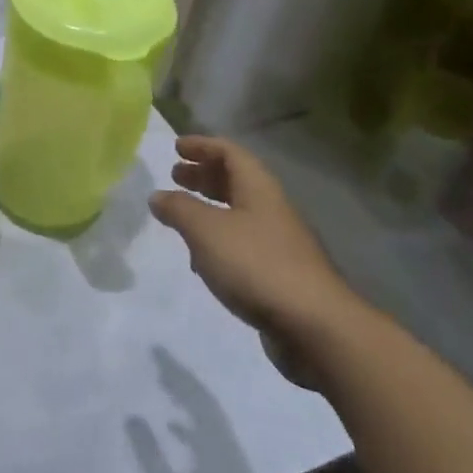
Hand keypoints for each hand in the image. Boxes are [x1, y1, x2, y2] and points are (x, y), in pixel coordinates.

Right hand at [151, 136, 361, 357]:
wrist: (315, 326)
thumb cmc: (256, 265)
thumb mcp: (206, 231)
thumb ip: (179, 209)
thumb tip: (158, 195)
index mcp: (259, 189)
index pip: (231, 153)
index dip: (203, 146)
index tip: (176, 147)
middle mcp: (271, 209)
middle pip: (236, 181)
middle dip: (204, 175)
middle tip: (175, 176)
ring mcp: (279, 243)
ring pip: (239, 214)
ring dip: (210, 209)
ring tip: (182, 216)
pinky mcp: (279, 274)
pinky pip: (243, 245)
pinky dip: (218, 241)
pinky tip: (202, 260)